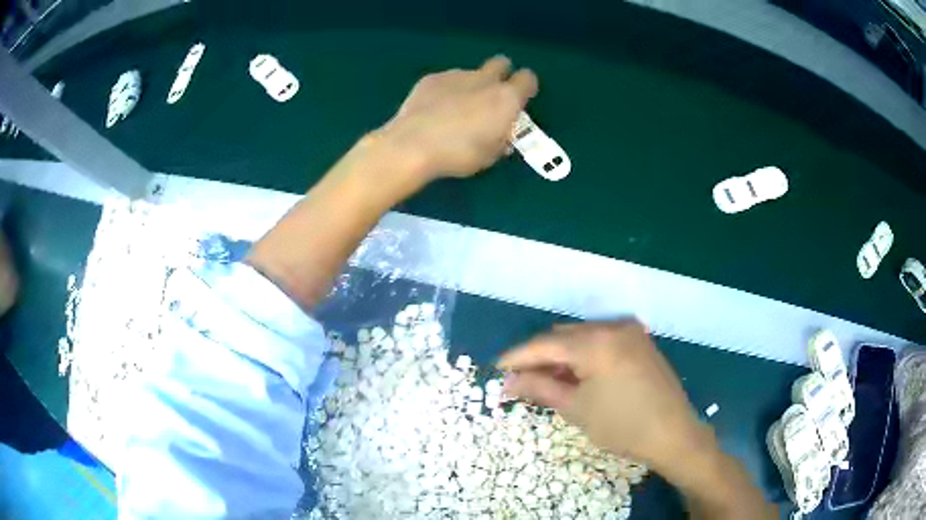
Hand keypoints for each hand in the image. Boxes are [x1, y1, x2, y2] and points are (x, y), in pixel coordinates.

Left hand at [376, 55, 537, 182]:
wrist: (413, 145)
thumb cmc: (459, 155)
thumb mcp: (491, 155)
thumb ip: (501, 138)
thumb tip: (501, 133)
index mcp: (506, 98)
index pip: (528, 78)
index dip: (525, 87)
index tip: (519, 99)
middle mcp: (485, 80)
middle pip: (501, 63)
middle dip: (501, 74)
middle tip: (491, 96)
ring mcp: (456, 75)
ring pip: (471, 73)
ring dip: (470, 86)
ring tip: (454, 111)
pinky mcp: (431, 78)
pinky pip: (446, 80)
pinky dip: (446, 91)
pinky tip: (433, 110)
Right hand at [497, 320, 709, 471]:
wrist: (674, 434)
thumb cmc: (622, 426)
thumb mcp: (577, 409)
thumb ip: (540, 389)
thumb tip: (508, 382)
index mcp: (596, 342)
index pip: (545, 344)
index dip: (517, 357)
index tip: (497, 369)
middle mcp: (613, 326)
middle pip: (563, 336)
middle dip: (540, 357)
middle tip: (521, 381)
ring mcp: (630, 331)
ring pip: (582, 336)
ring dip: (561, 356)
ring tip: (547, 382)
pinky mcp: (639, 341)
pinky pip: (601, 341)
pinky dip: (583, 355)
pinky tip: (575, 376)